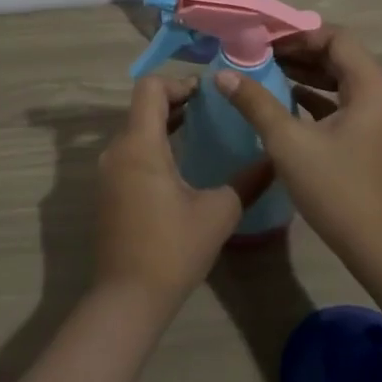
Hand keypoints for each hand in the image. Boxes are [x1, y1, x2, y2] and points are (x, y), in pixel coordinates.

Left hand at [94, 77, 272, 310]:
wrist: (127, 298)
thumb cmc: (173, 249)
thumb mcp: (219, 212)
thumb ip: (248, 181)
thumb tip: (274, 159)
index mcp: (140, 145)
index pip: (149, 88)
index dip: (178, 82)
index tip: (207, 94)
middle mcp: (117, 151)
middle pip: (142, 107)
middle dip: (176, 101)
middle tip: (211, 109)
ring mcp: (108, 172)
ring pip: (135, 130)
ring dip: (164, 124)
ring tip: (200, 130)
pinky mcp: (107, 192)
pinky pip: (130, 153)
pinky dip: (153, 145)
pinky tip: (180, 164)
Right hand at [214, 27, 381, 256]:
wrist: (377, 245)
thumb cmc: (336, 188)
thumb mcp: (289, 143)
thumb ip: (256, 103)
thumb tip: (222, 75)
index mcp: (371, 86)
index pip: (336, 38)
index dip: (298, 34)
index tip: (263, 37)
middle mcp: (380, 93)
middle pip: (338, 55)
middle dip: (298, 51)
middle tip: (258, 51)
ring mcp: (377, 115)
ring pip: (338, 78)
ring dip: (304, 72)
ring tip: (264, 69)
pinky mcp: (368, 134)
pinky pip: (340, 101)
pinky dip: (313, 95)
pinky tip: (283, 97)